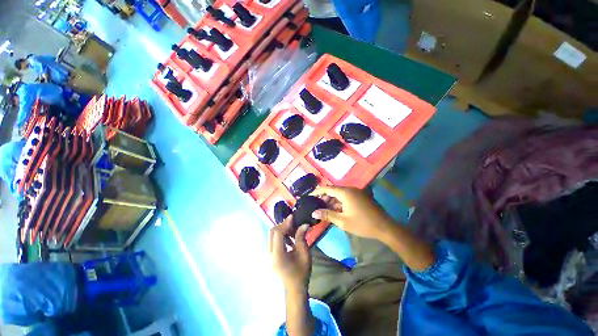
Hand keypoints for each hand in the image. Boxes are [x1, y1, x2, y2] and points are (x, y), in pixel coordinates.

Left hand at [269, 215, 311, 293]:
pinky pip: (273, 240)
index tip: (293, 217)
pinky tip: (289, 239)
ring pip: (271, 235)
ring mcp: (268, 255)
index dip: (285, 223)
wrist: (295, 288)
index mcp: (278, 255)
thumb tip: (304, 224)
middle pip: (272, 232)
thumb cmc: (301, 272)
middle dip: (282, 225)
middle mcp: (270, 254)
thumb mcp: (304, 254)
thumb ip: (301, 237)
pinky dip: (280, 236)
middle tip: (293, 224)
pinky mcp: (270, 255)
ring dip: (281, 230)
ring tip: (292, 231)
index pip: (278, 234)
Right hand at [311, 186, 394, 240]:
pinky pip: (347, 196)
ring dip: (332, 200)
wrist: (384, 227)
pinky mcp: (361, 196)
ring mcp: (357, 192)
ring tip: (325, 208)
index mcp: (345, 192)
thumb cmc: (362, 224)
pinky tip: (337, 209)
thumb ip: (327, 215)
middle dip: (325, 197)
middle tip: (316, 205)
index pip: (327, 188)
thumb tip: (313, 213)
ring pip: (340, 193)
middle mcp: (350, 189)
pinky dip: (340, 201)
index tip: (309, 196)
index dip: (317, 191)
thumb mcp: (342, 221)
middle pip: (334, 190)